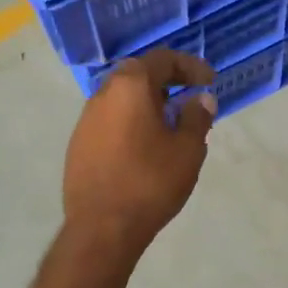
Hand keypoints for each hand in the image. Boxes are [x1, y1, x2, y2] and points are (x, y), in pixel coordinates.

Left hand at [63, 50, 216, 254]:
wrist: (102, 227)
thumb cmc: (150, 182)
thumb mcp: (187, 150)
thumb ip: (196, 117)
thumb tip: (200, 99)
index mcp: (129, 86)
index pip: (162, 59)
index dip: (190, 66)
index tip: (209, 82)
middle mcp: (102, 95)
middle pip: (137, 76)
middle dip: (166, 84)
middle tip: (188, 102)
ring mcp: (85, 121)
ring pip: (121, 101)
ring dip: (147, 106)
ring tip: (169, 129)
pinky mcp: (78, 146)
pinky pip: (110, 123)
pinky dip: (130, 125)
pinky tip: (144, 150)